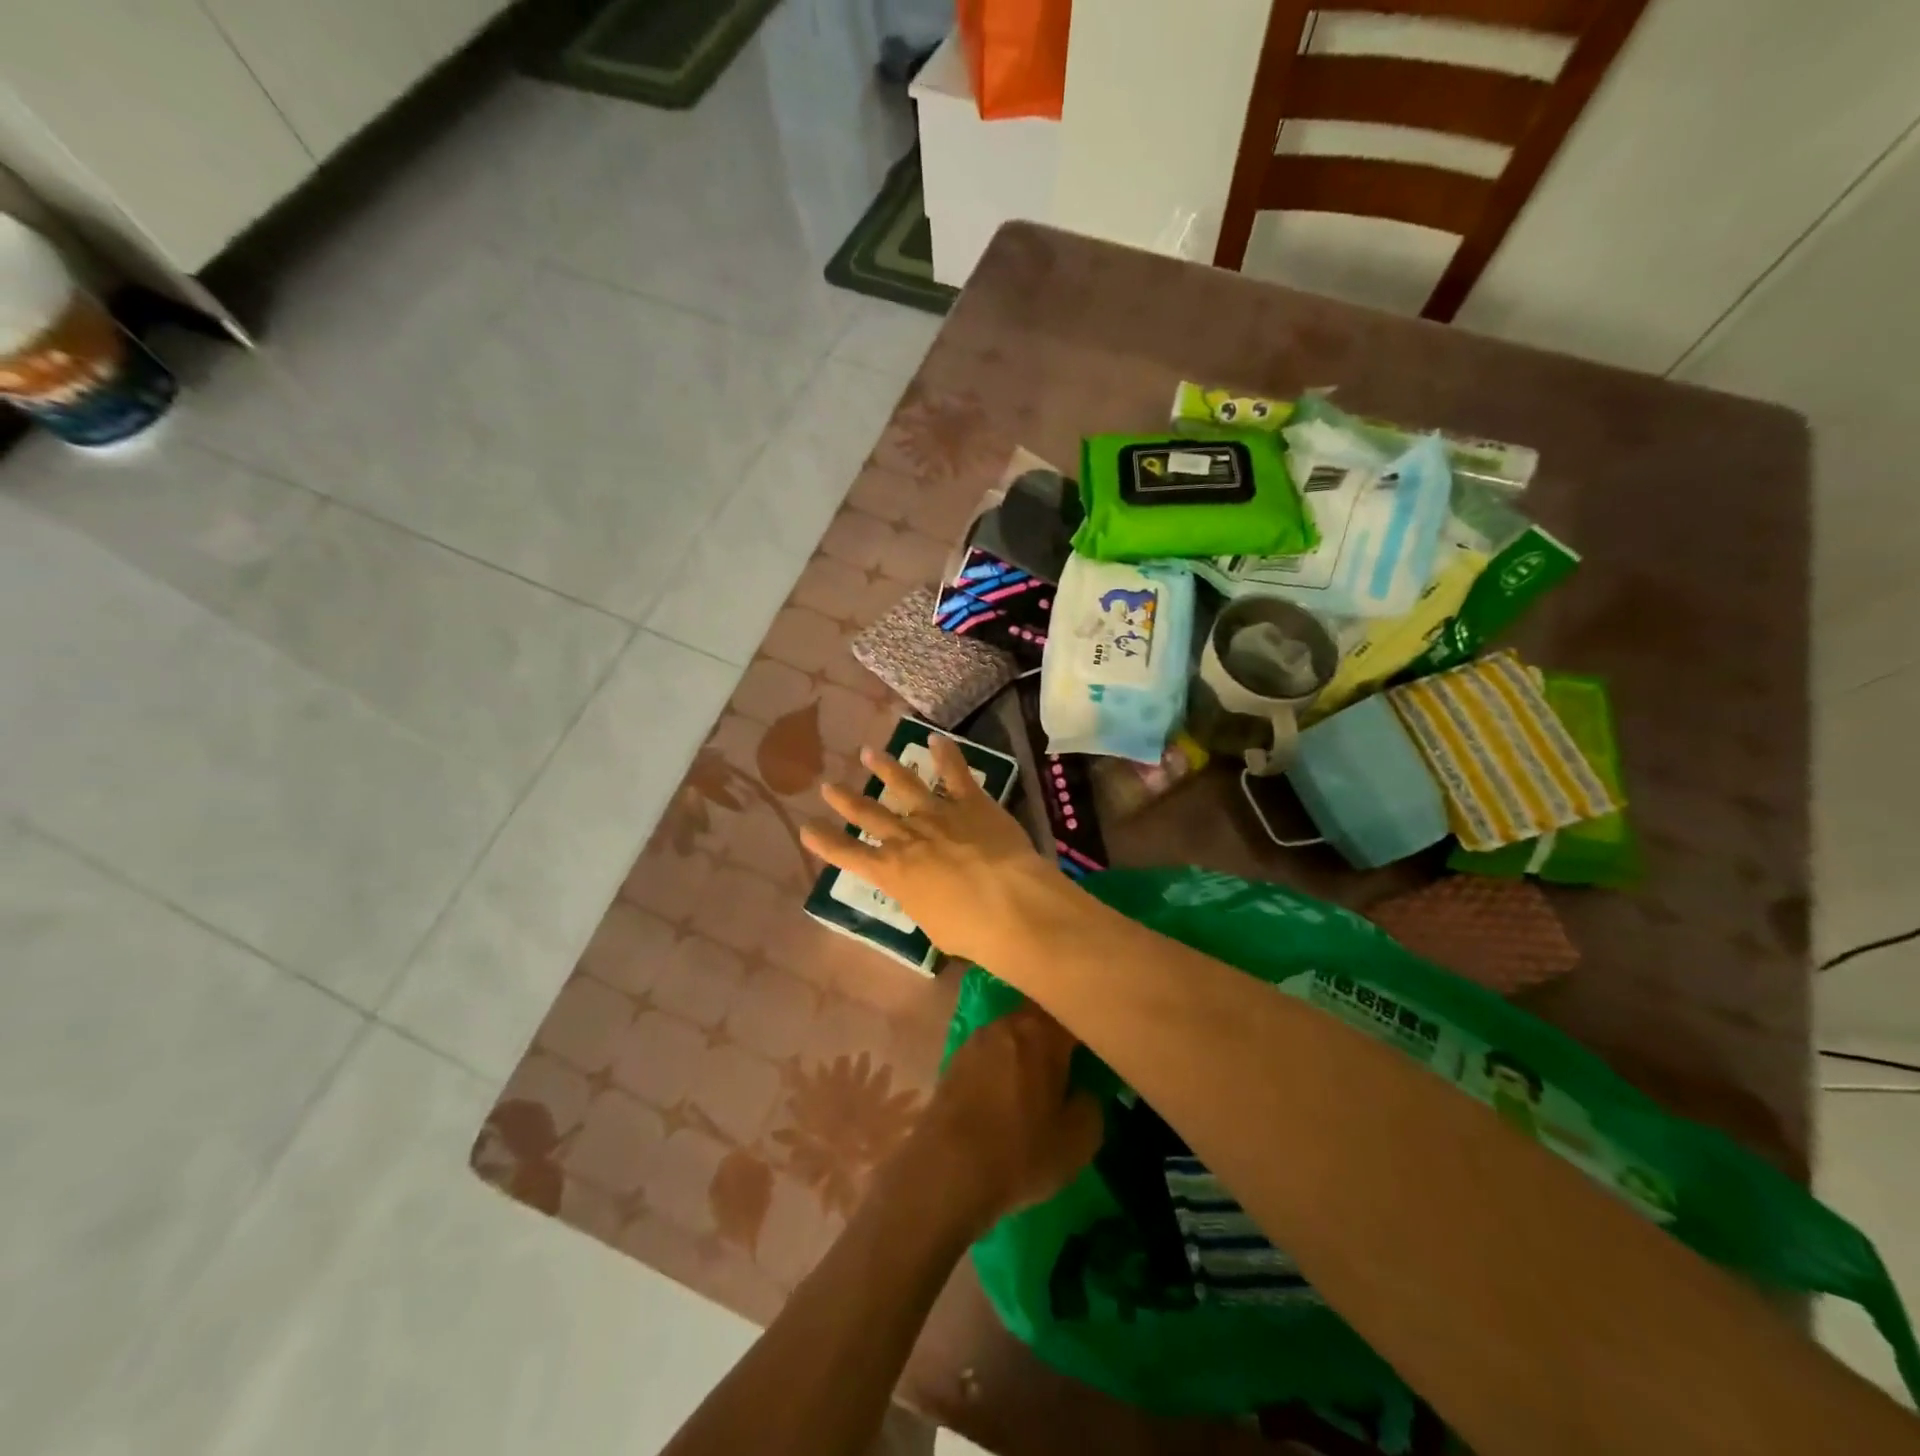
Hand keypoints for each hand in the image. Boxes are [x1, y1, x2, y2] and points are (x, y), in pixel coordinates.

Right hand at [800, 735, 1058, 966]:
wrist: (1010, 904)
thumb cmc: (970, 930)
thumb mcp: (931, 924)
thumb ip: (921, 900)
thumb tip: (924, 891)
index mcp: (892, 873)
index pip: (848, 855)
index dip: (825, 841)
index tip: (807, 828)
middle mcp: (907, 837)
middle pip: (869, 814)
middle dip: (846, 800)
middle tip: (828, 785)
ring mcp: (938, 815)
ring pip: (905, 784)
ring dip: (885, 767)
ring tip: (868, 752)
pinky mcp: (971, 802)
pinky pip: (955, 773)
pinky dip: (946, 754)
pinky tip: (937, 739)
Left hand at [897, 1003, 1102, 1237]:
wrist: (944, 1172)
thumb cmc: (1019, 1153)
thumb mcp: (1077, 1142)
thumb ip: (1090, 1105)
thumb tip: (1082, 1090)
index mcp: (1040, 1032)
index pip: (1071, 1014)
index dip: (1086, 1027)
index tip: (1097, 1045)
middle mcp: (1006, 1024)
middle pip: (1038, 1019)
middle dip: (1054, 1037)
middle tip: (1070, 1064)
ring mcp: (975, 1040)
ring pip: (1011, 1035)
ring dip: (1024, 1052)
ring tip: (1036, 1083)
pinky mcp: (952, 1061)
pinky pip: (989, 1055)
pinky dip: (1001, 1067)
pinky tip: (1005, 1095)